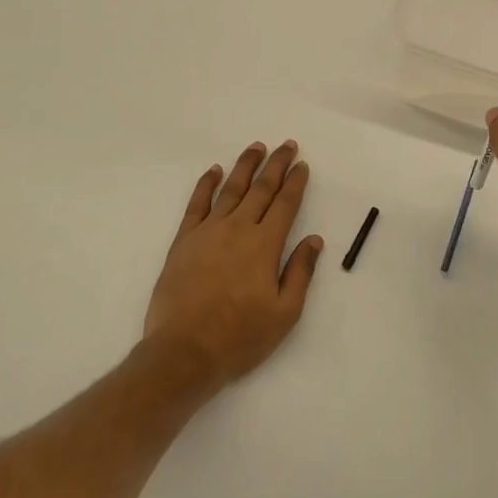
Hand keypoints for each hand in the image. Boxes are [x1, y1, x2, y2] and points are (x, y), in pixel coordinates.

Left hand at [143, 141, 323, 390]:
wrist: (183, 352)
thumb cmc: (239, 337)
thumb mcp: (284, 313)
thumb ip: (300, 272)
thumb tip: (314, 239)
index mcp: (265, 244)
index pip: (285, 204)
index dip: (295, 182)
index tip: (302, 164)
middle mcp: (238, 228)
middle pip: (261, 188)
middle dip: (276, 165)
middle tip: (287, 145)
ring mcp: (208, 231)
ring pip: (231, 189)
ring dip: (246, 166)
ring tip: (256, 147)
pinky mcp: (184, 241)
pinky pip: (197, 204)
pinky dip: (207, 184)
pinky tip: (215, 171)